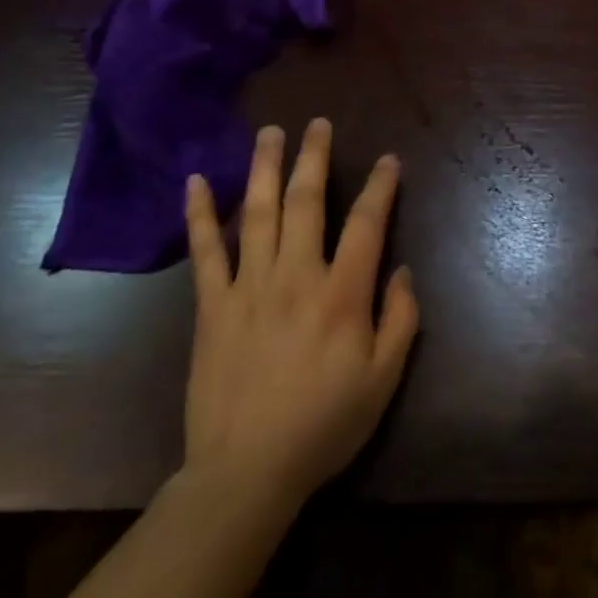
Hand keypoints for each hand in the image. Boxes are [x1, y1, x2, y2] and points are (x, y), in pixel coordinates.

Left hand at [181, 118, 418, 513]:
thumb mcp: (384, 379)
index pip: (366, 223)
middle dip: (314, 158)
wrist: (245, 474)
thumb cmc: (323, 425)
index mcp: (341, 294)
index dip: (380, 186)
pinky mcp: (212, 306)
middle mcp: (296, 276)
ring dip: (264, 168)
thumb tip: (402, 269)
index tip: (389, 159)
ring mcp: (249, 287)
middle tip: (317, 124)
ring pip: (258, 213)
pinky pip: (205, 252)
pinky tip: (195, 182)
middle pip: (306, 201)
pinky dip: (199, 215)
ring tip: (270, 132)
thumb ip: (401, 319)